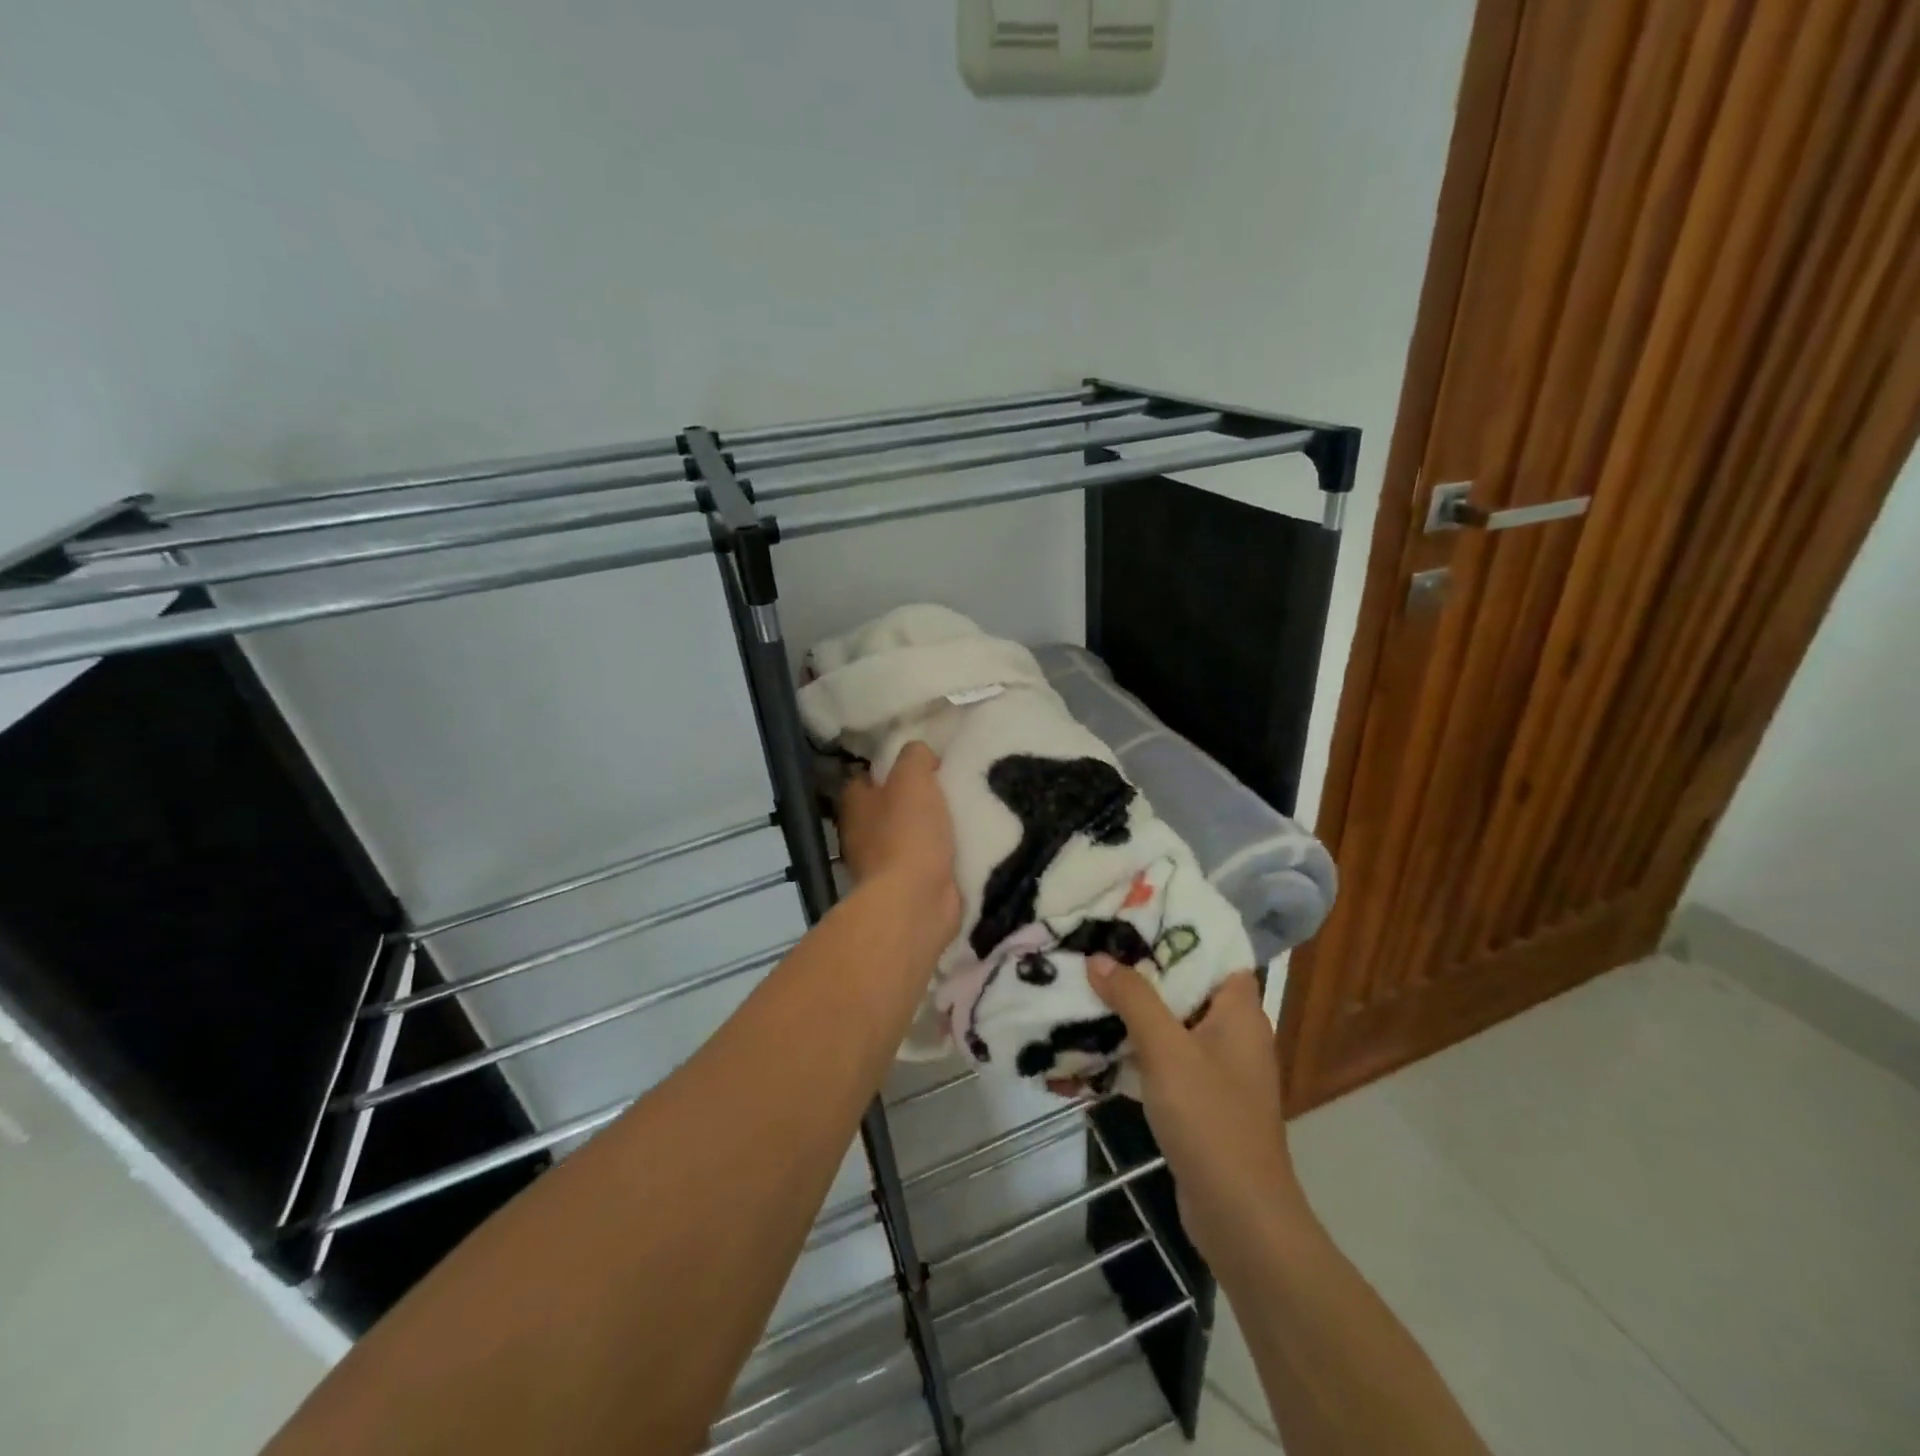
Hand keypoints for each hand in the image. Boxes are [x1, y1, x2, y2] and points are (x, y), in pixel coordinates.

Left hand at [836, 742, 961, 941]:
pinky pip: (924, 862)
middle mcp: (860, 833)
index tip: (920, 763)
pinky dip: (939, 856)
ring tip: (962, 814)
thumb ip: (915, 756)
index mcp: (855, 803)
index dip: (889, 767)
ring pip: (906, 836)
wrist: (916, 901)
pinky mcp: (905, 888)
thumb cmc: (908, 833)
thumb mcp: (913, 776)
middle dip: (912, 799)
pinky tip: (963, 845)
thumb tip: (920, 755)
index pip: (864, 776)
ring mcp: (881, 865)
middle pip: (887, 807)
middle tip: (947, 787)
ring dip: (928, 830)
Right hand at [1089, 959, 1310, 1278]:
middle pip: (1187, 986)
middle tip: (1099, 946)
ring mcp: (1218, 1069)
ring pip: (1172, 1023)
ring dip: (1136, 1010)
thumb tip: (1099, 957)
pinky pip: (1166, 1059)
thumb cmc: (1210, 1119)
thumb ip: (1134, 999)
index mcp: (1240, 1012)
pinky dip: (1138, 1048)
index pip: (1215, 954)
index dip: (1179, 931)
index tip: (1135, 916)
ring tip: (1090, 984)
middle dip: (1144, 969)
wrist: (1239, 1216)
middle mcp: (1234, 1033)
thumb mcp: (1167, 1051)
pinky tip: (1098, 1042)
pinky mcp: (1201, 1099)